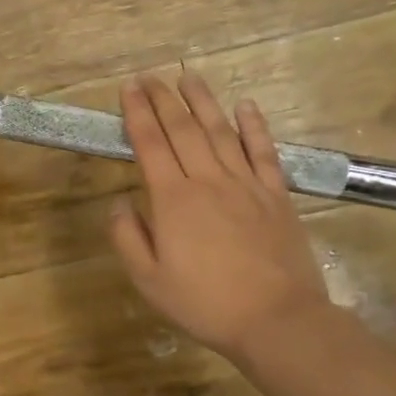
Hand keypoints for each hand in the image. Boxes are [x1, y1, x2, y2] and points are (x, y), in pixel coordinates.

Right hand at [110, 74, 333, 365]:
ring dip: (203, 102)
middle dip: (164, 100)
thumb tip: (118, 201)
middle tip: (151, 76)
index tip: (129, 88)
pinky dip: (254, 126)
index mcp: (173, 200)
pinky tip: (246, 105)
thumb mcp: (148, 280)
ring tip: (188, 77)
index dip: (137, 114)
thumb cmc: (205, 303)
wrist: (277, 319)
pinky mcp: (276, 195)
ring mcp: (246, 185)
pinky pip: (263, 152)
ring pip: (220, 132)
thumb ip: (127, 237)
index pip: (150, 145)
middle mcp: (208, 181)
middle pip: (183, 130)